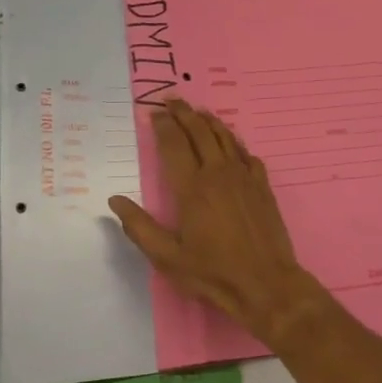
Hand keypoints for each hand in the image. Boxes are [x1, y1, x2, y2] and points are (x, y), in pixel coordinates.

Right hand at [108, 99, 324, 348]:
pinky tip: (231, 143)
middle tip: (172, 100)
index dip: (163, 125)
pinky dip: (235, 142)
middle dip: (184, 113)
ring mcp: (243, 177)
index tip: (154, 112)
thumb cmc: (213, 272)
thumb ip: (140, 227)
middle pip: (199, 132)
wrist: (266, 283)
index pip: (173, 145)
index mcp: (191, 188)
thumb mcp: (167, 258)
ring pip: (225, 137)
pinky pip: (247, 153)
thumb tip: (115, 200)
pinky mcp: (262, 185)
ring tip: (198, 111)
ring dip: (209, 121)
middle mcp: (217, 173)